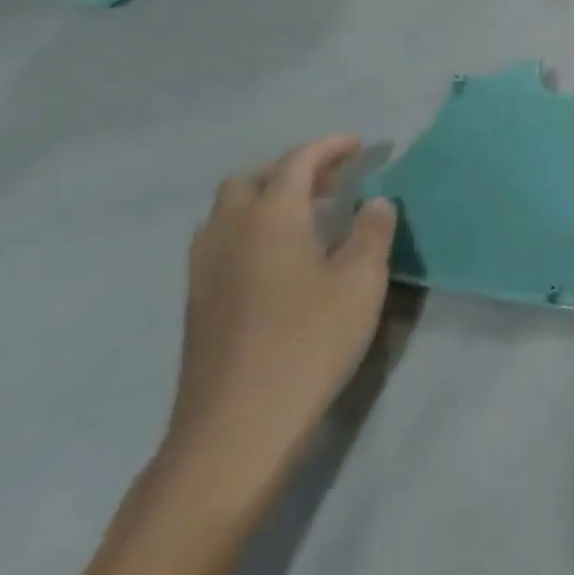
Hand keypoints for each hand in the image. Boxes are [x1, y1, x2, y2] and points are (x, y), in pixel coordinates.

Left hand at [161, 136, 397, 499]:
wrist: (235, 430)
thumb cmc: (307, 343)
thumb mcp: (361, 282)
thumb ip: (372, 233)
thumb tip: (375, 202)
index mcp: (270, 217)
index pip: (298, 161)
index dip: (330, 147)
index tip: (360, 144)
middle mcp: (229, 233)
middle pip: (251, 181)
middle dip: (291, 170)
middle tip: (332, 182)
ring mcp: (205, 270)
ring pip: (229, 213)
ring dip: (266, 200)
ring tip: (308, 216)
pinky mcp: (198, 304)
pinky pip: (223, 243)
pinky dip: (252, 231)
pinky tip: (282, 260)